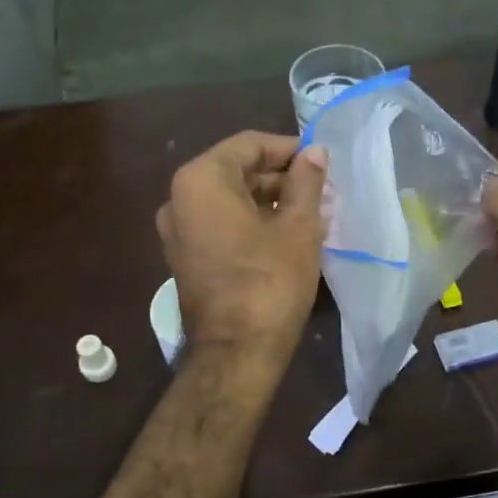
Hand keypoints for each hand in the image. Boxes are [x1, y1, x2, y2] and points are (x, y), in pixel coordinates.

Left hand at [156, 132, 327, 359]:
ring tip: (310, 213)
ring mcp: (177, 231)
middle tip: (320, 191)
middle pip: (235, 171)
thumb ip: (306, 181)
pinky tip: (285, 235)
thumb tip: (315, 152)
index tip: (320, 162)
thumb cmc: (270, 281)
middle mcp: (179, 198)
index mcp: (201, 180)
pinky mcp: (184, 258)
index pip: (249, 145)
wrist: (236, 352)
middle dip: (279, 177)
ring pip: (228, 200)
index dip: (288, 149)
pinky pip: (219, 225)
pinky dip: (249, 222)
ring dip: (267, 201)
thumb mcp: (298, 226)